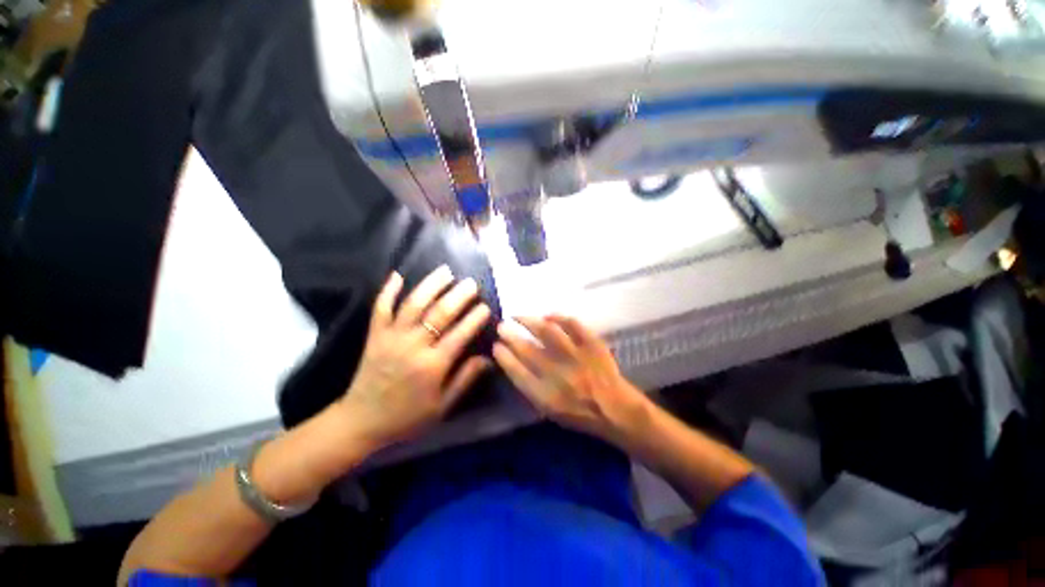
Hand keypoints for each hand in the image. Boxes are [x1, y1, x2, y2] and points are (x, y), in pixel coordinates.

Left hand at [339, 266, 492, 446]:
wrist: (361, 421)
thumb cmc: (407, 416)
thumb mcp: (442, 406)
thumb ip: (465, 379)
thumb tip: (488, 358)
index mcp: (432, 366)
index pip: (460, 335)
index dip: (475, 319)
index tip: (486, 306)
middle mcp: (413, 346)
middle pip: (439, 314)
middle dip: (458, 296)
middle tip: (472, 283)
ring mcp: (391, 337)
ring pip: (413, 304)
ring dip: (431, 285)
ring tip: (446, 271)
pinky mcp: (375, 335)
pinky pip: (380, 308)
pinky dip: (388, 290)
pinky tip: (397, 275)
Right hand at [493, 315, 647, 439]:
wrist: (615, 409)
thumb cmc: (580, 414)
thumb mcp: (551, 412)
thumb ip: (531, 390)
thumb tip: (515, 365)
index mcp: (547, 396)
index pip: (518, 372)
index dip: (504, 356)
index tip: (495, 346)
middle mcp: (559, 374)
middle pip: (528, 350)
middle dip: (510, 336)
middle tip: (501, 326)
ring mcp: (577, 357)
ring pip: (548, 332)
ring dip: (529, 321)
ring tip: (518, 316)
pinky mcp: (592, 345)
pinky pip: (573, 325)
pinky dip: (559, 317)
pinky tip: (548, 315)